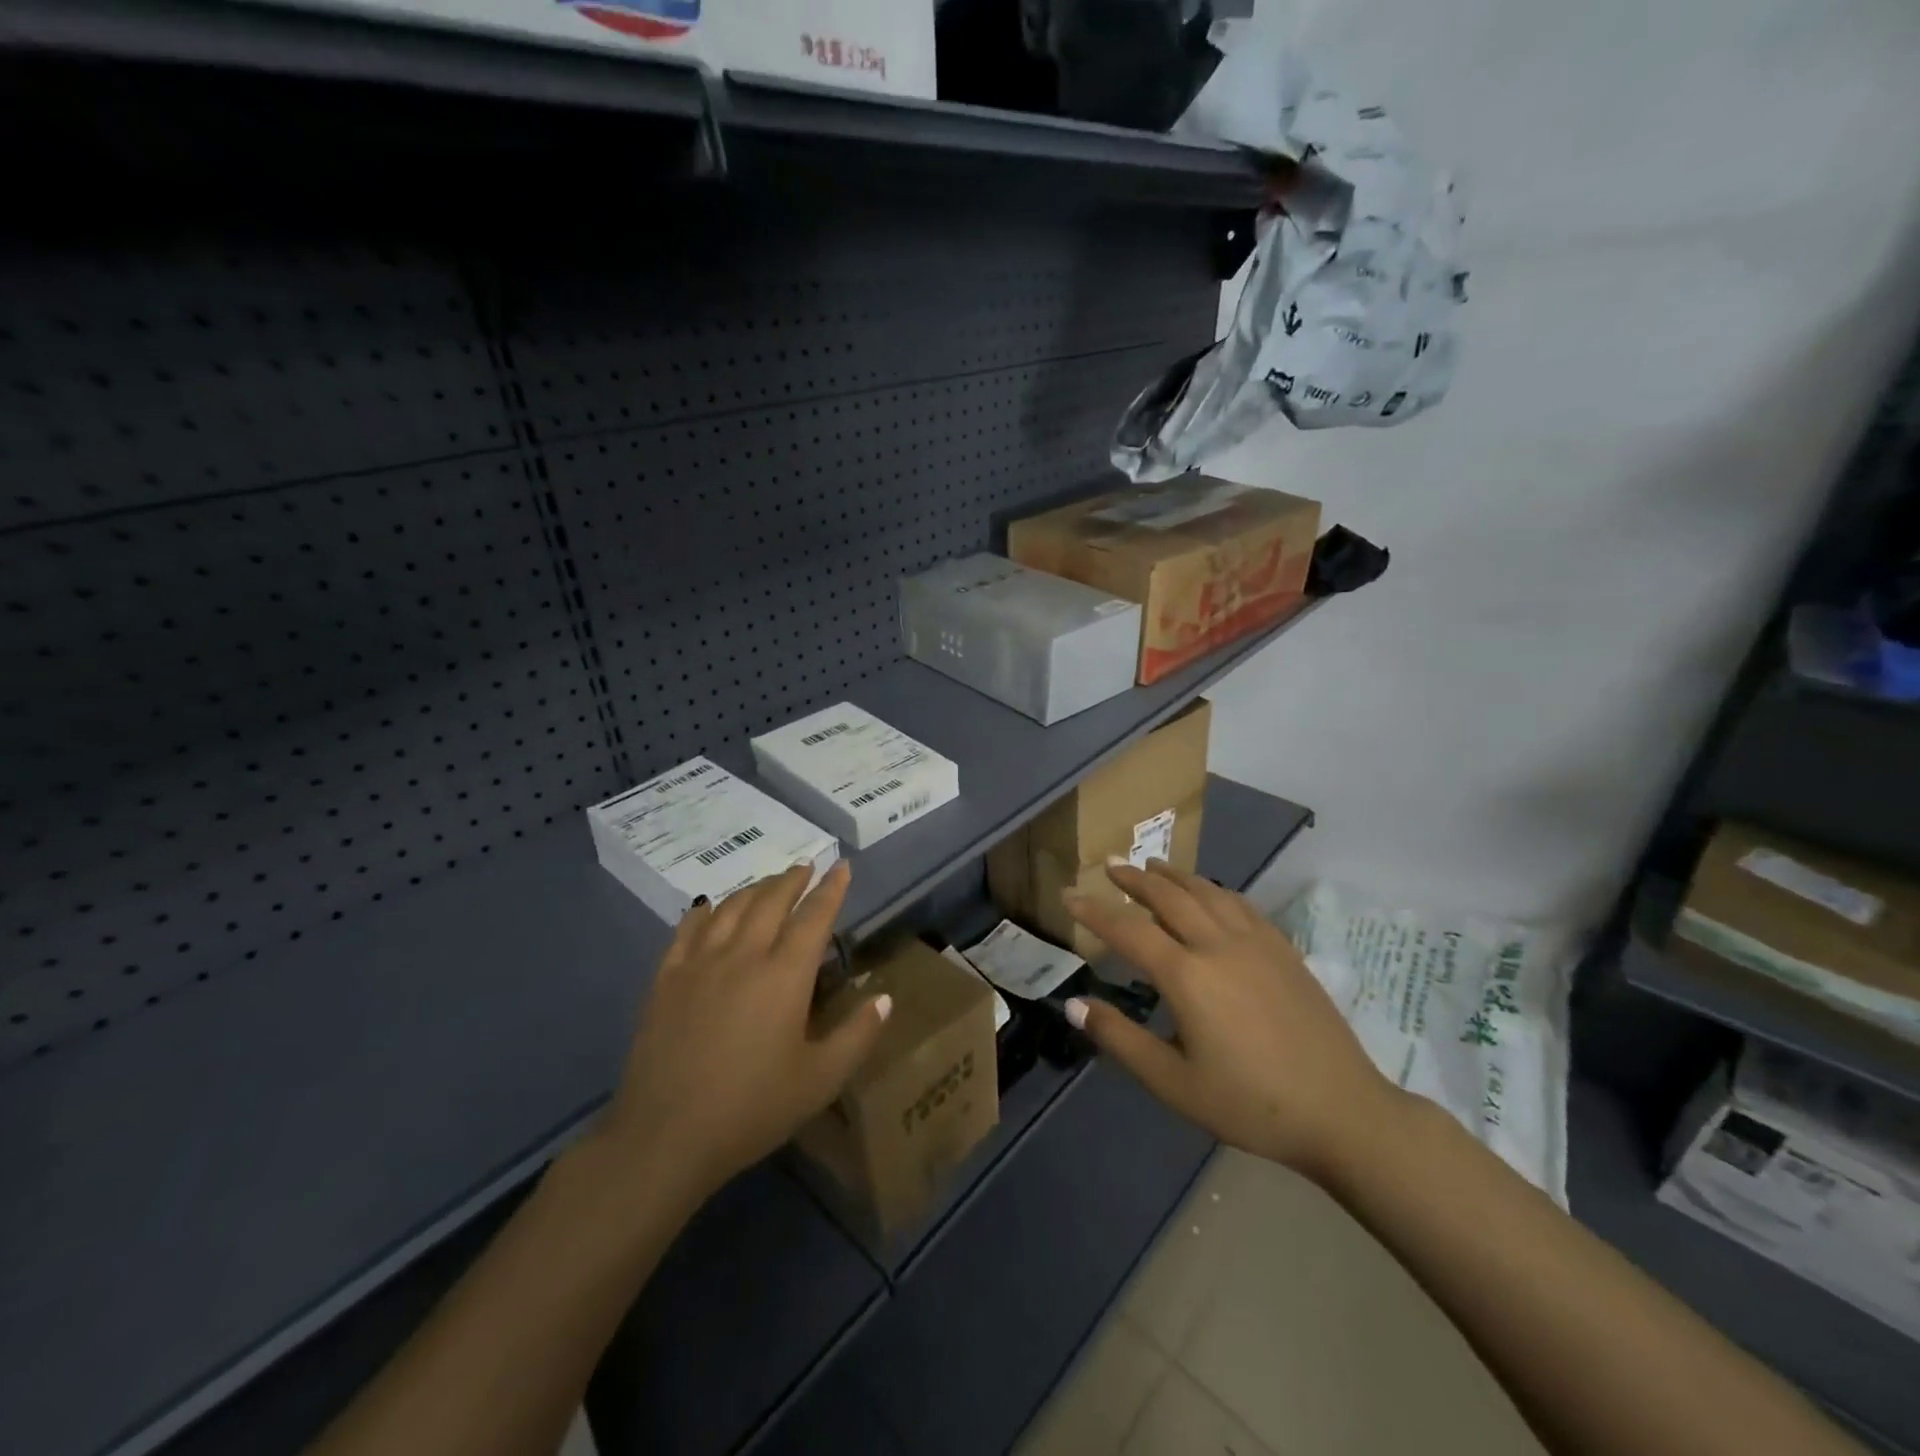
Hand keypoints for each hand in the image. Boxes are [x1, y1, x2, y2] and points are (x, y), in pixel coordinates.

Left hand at [597, 861, 888, 1205]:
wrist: (665, 1136)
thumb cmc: (751, 1109)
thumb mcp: (819, 1081)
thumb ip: (857, 1035)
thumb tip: (885, 998)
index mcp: (785, 975)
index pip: (814, 916)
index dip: (831, 889)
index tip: (842, 867)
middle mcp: (743, 955)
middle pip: (771, 901)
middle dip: (793, 879)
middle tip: (806, 866)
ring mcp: (699, 963)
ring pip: (731, 907)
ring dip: (755, 889)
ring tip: (768, 884)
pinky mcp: (666, 979)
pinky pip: (688, 929)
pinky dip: (705, 911)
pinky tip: (709, 907)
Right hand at [1064, 861, 1401, 1183]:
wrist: (1342, 1111)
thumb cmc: (1250, 1104)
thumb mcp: (1173, 1083)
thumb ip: (1120, 1039)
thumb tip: (1073, 1005)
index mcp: (1187, 976)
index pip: (1128, 929)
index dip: (1094, 911)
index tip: (1069, 895)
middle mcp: (1218, 945)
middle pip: (1168, 896)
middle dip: (1135, 878)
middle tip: (1111, 865)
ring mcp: (1256, 942)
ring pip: (1207, 892)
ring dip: (1174, 876)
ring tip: (1153, 865)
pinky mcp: (1283, 949)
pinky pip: (1240, 904)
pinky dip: (1214, 889)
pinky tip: (1210, 893)